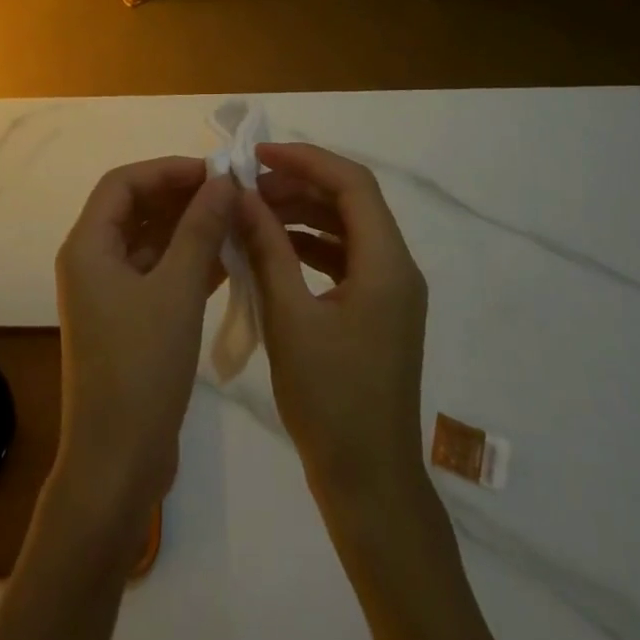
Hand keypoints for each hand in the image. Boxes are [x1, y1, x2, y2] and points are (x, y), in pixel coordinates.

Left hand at [53, 157, 236, 522]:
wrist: (118, 461)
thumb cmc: (141, 366)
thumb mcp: (176, 290)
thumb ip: (201, 229)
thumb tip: (224, 180)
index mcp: (88, 246)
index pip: (123, 183)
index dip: (167, 169)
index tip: (213, 172)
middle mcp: (93, 262)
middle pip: (137, 209)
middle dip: (183, 198)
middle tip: (233, 195)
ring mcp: (111, 293)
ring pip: (152, 242)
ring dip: (191, 230)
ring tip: (238, 222)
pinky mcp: (130, 320)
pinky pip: (160, 274)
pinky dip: (190, 263)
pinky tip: (231, 261)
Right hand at [240, 143, 429, 514]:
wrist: (369, 482)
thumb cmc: (330, 400)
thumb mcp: (289, 318)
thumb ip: (267, 249)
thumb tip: (242, 197)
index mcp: (387, 264)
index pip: (352, 184)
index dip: (306, 160)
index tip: (258, 156)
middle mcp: (397, 268)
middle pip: (351, 202)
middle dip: (299, 186)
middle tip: (248, 188)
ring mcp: (390, 292)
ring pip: (346, 229)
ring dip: (302, 214)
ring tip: (254, 213)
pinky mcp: (377, 312)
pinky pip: (344, 259)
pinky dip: (309, 245)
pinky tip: (273, 250)